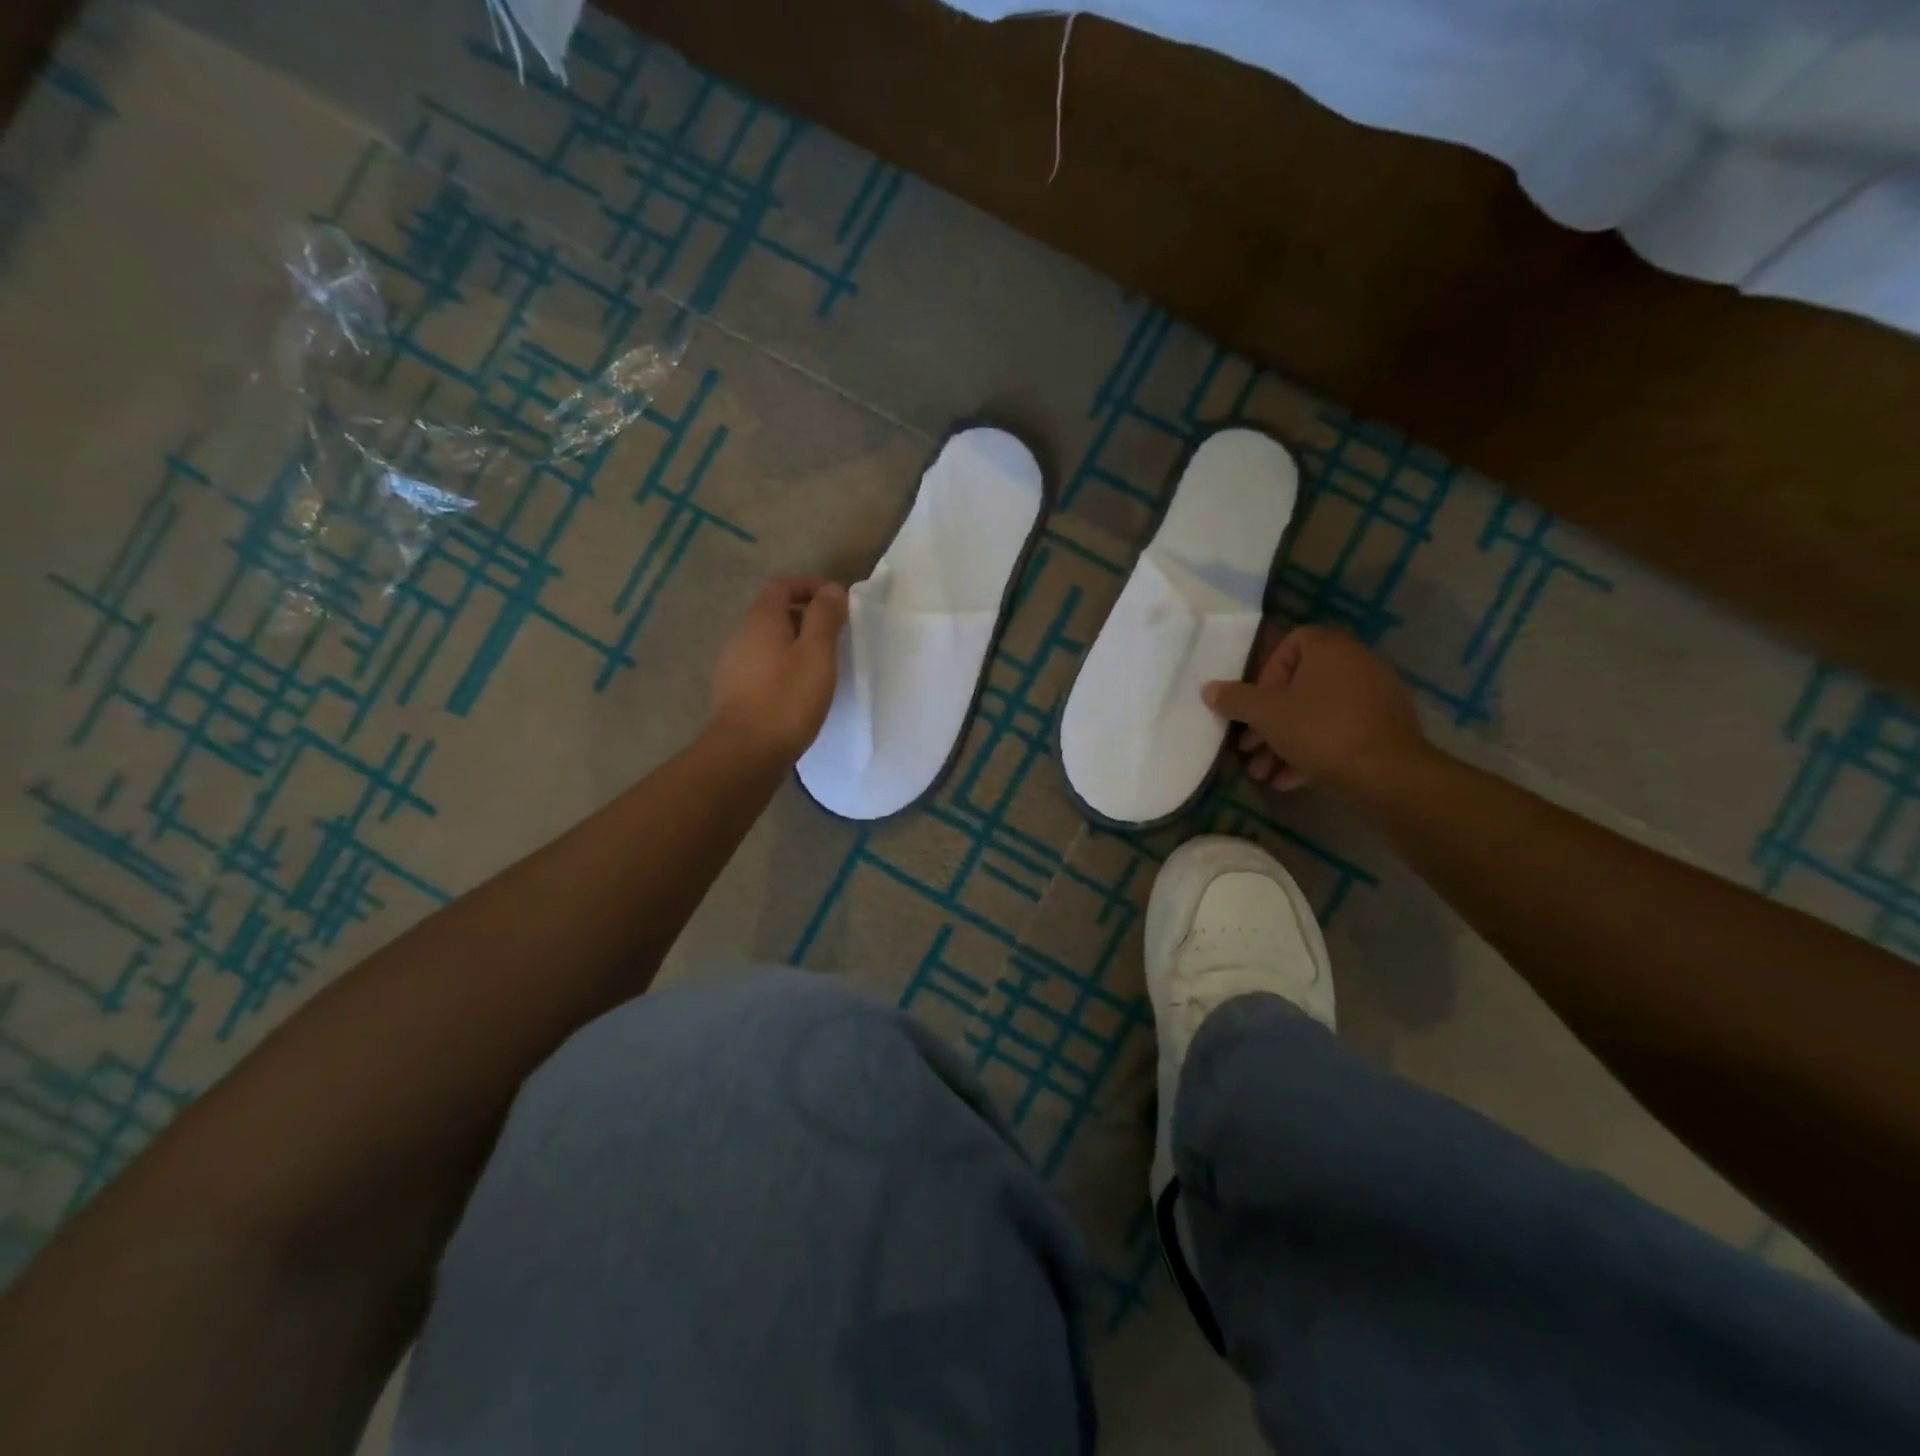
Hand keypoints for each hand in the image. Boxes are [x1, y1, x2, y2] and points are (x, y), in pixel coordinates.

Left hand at [711, 575, 848, 762]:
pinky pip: (763, 665)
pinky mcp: (735, 691)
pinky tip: (800, 688)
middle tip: (835, 634)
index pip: (782, 585)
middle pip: (774, 612)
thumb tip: (830, 589)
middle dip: (805, 615)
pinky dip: (784, 665)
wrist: (746, 753)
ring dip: (795, 643)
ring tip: (822, 664)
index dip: (810, 585)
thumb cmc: (787, 699)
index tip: (837, 601)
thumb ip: (824, 617)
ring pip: (768, 641)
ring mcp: (734, 665)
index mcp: (761, 620)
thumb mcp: (816, 653)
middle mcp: (741, 636)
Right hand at [1202, 625, 1426, 793]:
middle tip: (1248, 748)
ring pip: (1315, 715)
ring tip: (1263, 773)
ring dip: (1283, 742)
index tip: (1254, 705)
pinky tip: (1288, 781)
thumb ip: (1235, 699)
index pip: (1290, 644)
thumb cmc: (1320, 730)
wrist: (1388, 774)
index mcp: (1330, 648)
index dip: (1265, 674)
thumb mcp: (1267, 715)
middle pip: (1298, 687)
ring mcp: (1372, 697)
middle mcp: (1355, 664)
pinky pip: (1337, 733)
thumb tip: (1208, 689)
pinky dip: (1311, 752)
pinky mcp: (1381, 729)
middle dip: (1268, 721)